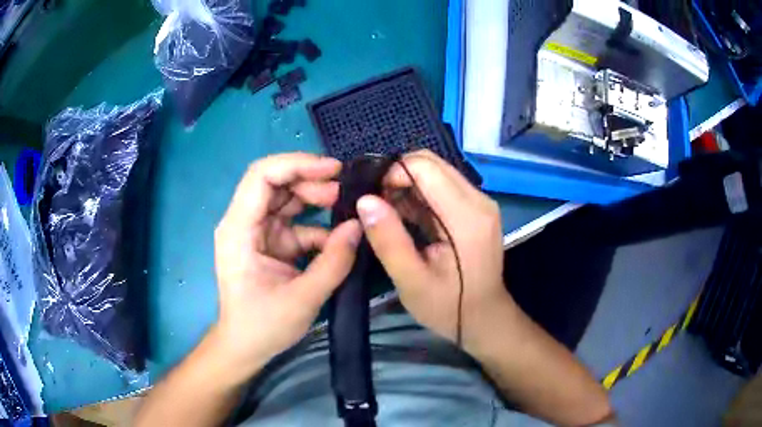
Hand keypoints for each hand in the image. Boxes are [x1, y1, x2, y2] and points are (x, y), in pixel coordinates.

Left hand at [213, 153, 360, 378]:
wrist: (245, 347)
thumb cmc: (262, 326)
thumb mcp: (302, 298)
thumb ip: (334, 262)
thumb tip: (359, 226)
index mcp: (239, 229)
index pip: (262, 176)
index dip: (296, 164)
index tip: (332, 169)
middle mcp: (244, 222)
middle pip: (275, 182)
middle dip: (310, 181)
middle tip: (343, 192)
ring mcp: (258, 232)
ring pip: (287, 199)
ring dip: (315, 199)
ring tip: (344, 207)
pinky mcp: (271, 243)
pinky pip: (296, 224)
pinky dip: (318, 227)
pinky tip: (339, 238)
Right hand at [356, 150, 512, 352]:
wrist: (484, 318)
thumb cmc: (448, 306)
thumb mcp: (411, 281)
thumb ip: (388, 240)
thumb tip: (365, 200)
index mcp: (466, 217)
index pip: (425, 168)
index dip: (393, 174)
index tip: (373, 200)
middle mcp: (478, 200)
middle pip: (432, 163)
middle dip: (398, 176)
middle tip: (379, 206)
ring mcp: (480, 202)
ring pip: (436, 172)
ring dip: (408, 185)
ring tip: (390, 215)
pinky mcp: (477, 208)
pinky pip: (443, 186)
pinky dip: (420, 195)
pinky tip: (407, 218)